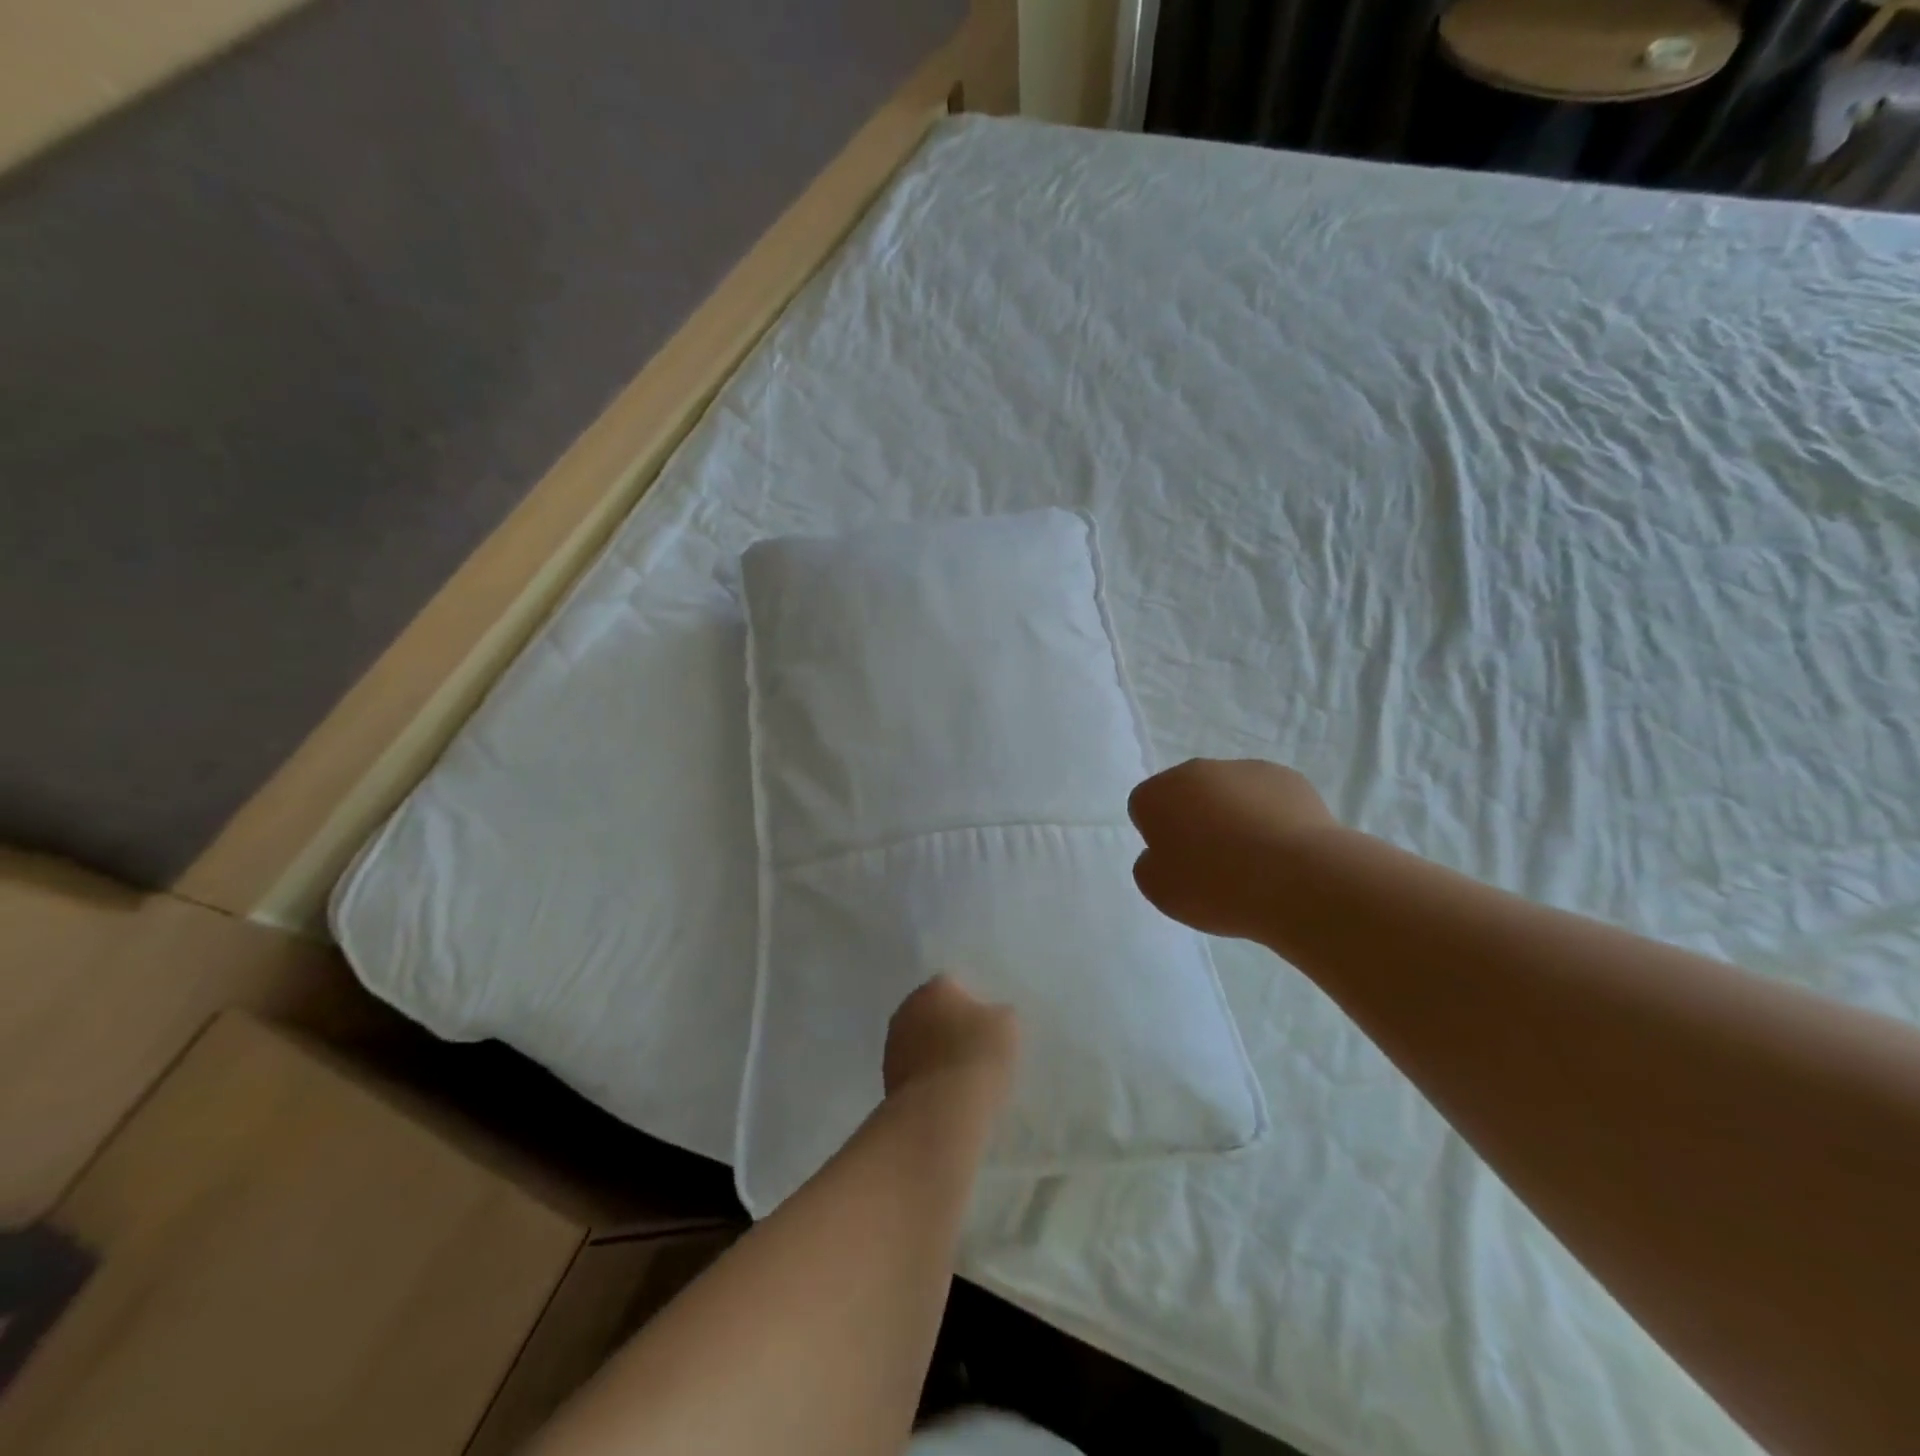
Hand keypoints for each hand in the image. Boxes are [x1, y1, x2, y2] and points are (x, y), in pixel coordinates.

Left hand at [883, 975, 1020, 1101]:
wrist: (942, 1110)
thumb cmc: (977, 1055)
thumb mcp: (1007, 1025)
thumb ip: (997, 1013)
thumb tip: (990, 1016)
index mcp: (934, 988)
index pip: (953, 985)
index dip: (971, 1004)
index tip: (985, 1025)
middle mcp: (906, 1008)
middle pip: (931, 1011)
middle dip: (948, 1025)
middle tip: (972, 1048)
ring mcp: (892, 1044)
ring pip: (918, 1040)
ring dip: (933, 1051)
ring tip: (959, 1075)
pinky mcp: (887, 1077)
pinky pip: (912, 1069)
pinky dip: (925, 1076)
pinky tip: (944, 1093)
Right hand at [1128, 758, 1339, 940]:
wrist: (1300, 880)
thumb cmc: (1216, 886)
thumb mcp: (1159, 890)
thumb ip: (1150, 864)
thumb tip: (1164, 852)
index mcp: (1159, 793)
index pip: (1144, 806)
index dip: (1157, 836)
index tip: (1176, 864)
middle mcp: (1199, 770)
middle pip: (1187, 794)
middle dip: (1194, 820)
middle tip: (1212, 862)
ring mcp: (1247, 769)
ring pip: (1229, 793)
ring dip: (1233, 816)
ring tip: (1254, 861)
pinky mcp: (1290, 779)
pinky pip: (1267, 798)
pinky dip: (1269, 818)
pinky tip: (1282, 852)